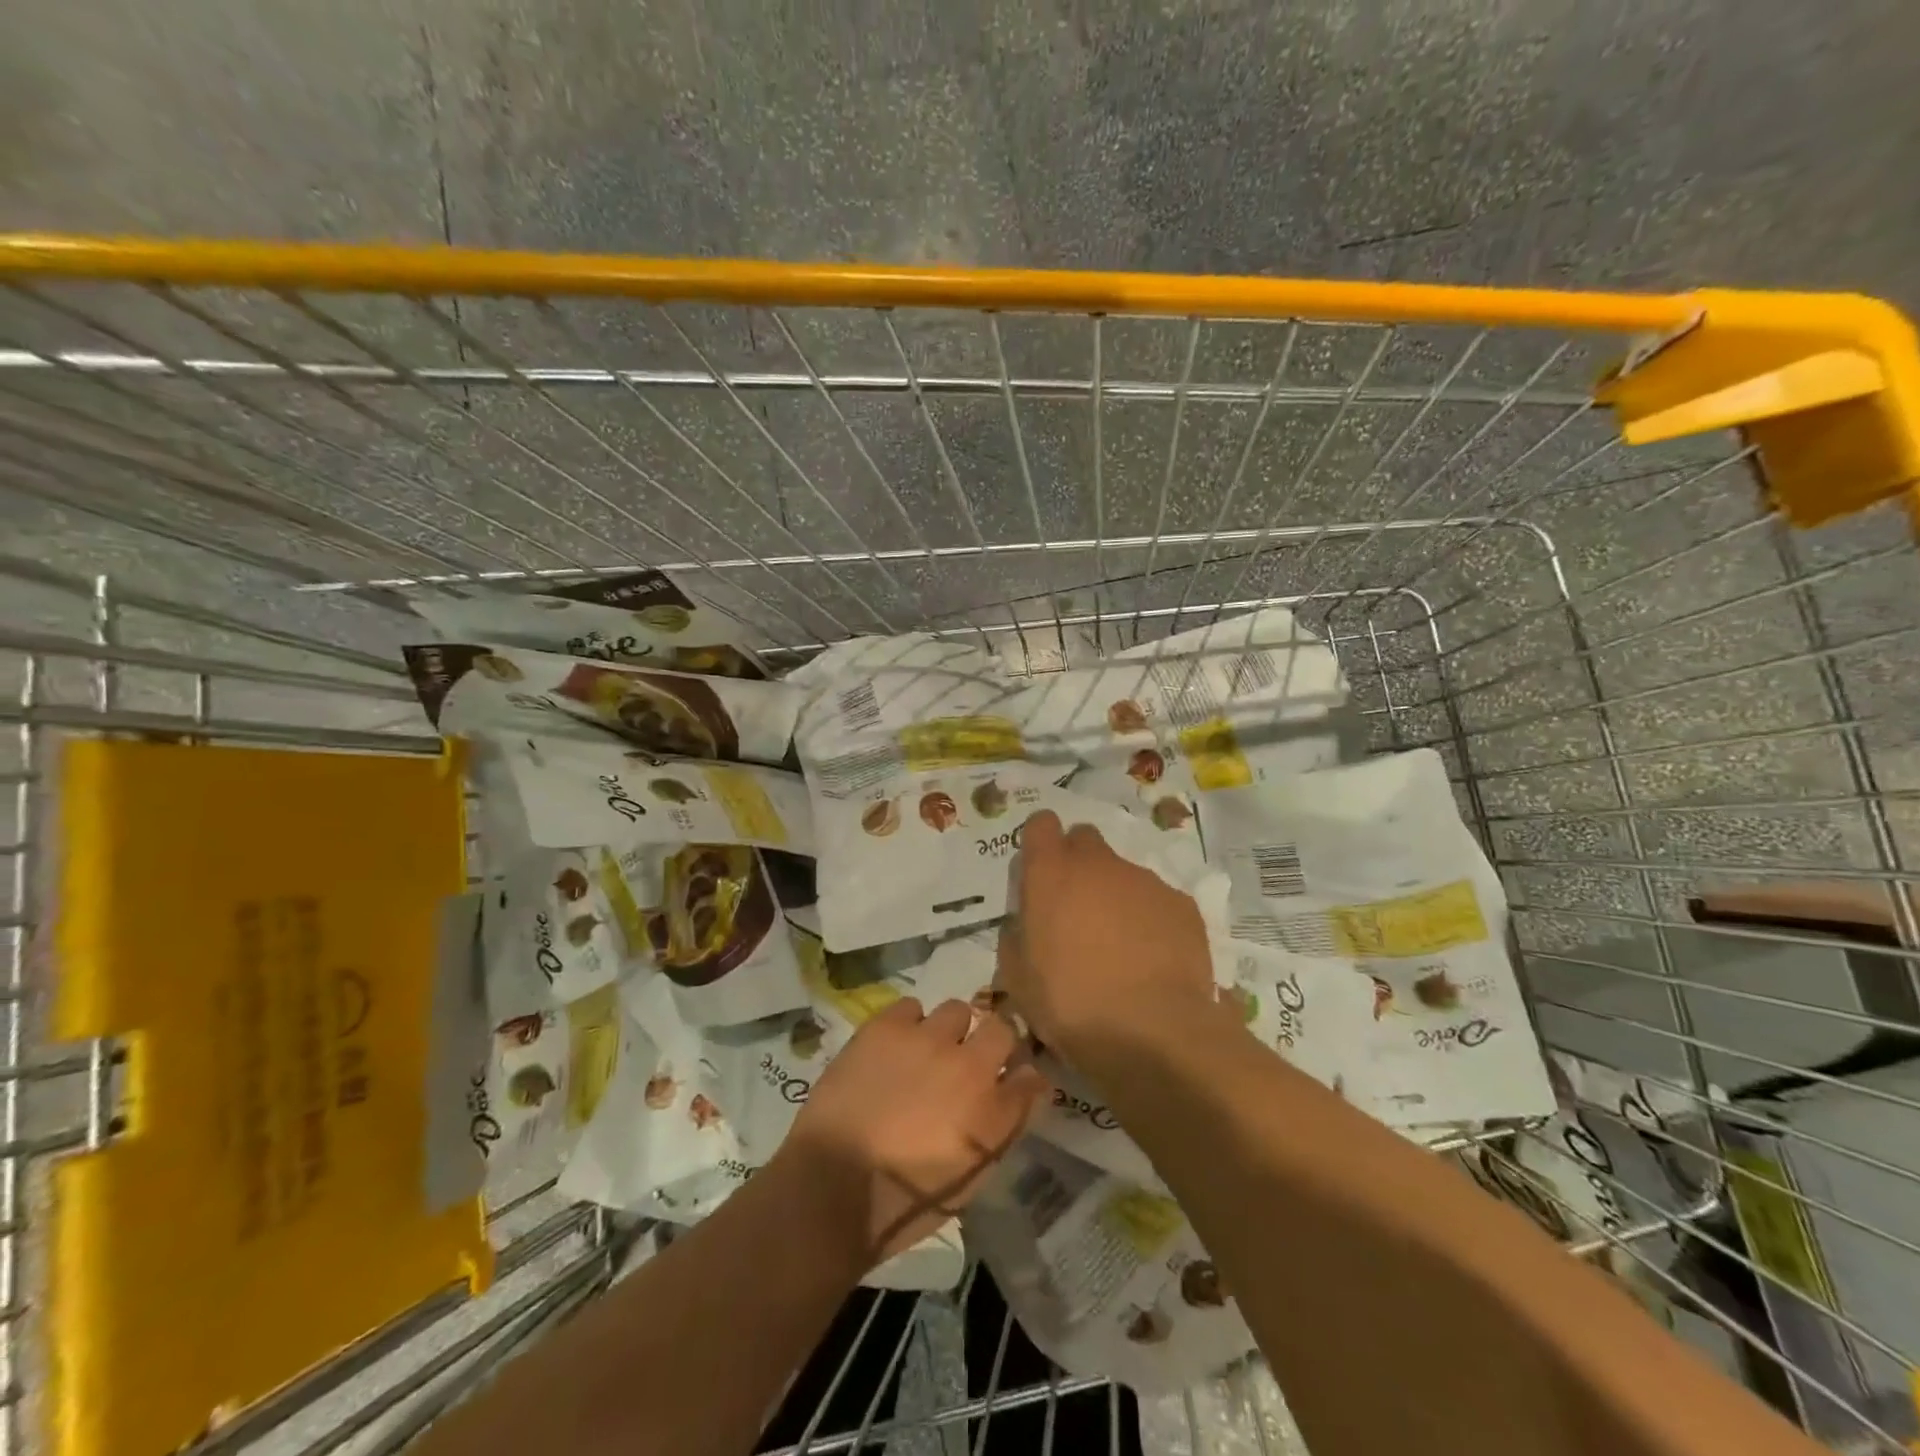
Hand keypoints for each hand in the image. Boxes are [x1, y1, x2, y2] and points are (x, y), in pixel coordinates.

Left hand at [784, 998, 1046, 1265]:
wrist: (832, 1188)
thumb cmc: (903, 1202)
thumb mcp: (968, 1181)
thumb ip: (1002, 1127)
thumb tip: (1026, 1088)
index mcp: (993, 1112)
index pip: (1031, 1074)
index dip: (1021, 1073)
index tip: (1009, 1078)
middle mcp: (969, 1065)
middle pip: (1001, 1029)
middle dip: (991, 1042)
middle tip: (967, 1060)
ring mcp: (927, 1039)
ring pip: (956, 1010)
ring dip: (948, 1030)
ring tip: (926, 1051)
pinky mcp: (887, 1026)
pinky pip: (911, 1006)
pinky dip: (908, 1023)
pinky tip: (893, 1046)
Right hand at [999, 809, 1222, 1064]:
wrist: (1150, 1030)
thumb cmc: (1069, 1003)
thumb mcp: (1017, 978)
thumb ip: (1017, 937)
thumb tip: (1025, 926)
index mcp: (1050, 873)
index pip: (1041, 824)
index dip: (1040, 841)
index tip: (1040, 867)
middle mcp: (1098, 864)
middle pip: (1085, 839)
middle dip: (1079, 862)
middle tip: (1077, 907)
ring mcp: (1143, 880)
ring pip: (1123, 873)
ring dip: (1115, 896)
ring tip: (1119, 946)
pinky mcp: (1181, 903)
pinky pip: (1157, 901)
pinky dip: (1150, 919)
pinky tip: (1152, 959)